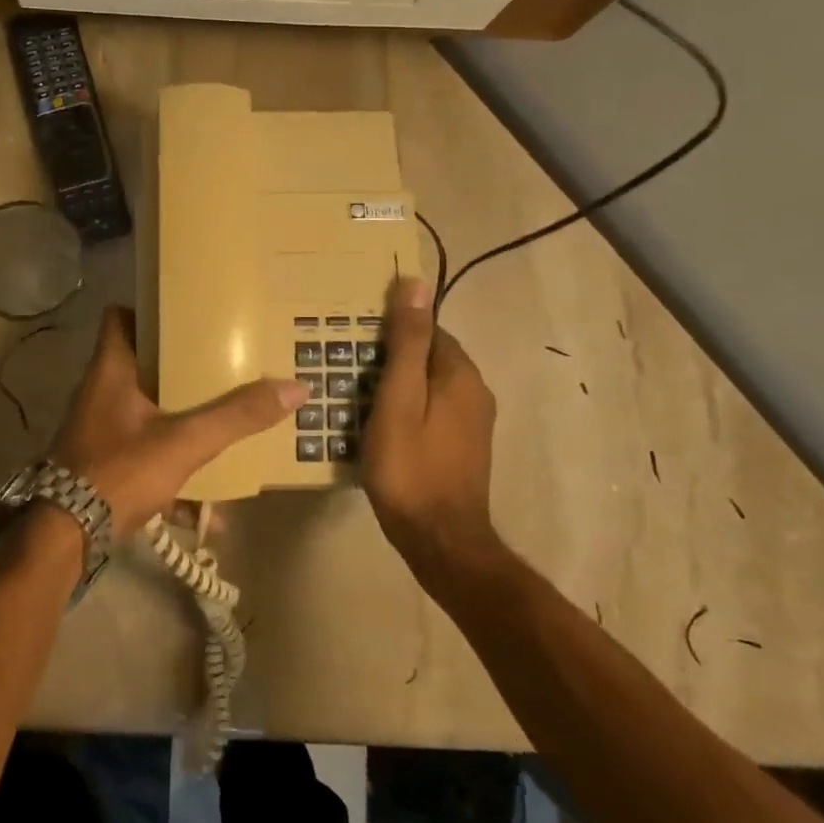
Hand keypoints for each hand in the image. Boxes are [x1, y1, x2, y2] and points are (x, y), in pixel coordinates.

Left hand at [50, 306, 305, 540]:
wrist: (65, 538)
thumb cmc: (119, 471)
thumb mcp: (184, 442)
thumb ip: (236, 417)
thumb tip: (294, 388)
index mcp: (111, 370)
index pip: (119, 316)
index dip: (150, 310)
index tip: (189, 315)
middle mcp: (101, 393)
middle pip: (143, 365)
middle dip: (182, 370)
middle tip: (222, 366)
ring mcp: (100, 430)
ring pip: (147, 413)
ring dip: (182, 424)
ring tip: (224, 427)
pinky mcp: (103, 464)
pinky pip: (145, 456)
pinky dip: (173, 473)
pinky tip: (206, 506)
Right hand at [361, 276, 503, 577]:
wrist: (440, 539)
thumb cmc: (410, 467)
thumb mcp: (397, 399)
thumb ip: (406, 343)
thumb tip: (415, 283)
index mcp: (460, 374)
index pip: (427, 329)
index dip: (392, 329)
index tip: (355, 338)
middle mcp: (475, 391)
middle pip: (429, 356)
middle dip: (392, 355)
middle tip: (348, 366)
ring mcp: (472, 422)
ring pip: (429, 384)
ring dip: (398, 383)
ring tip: (355, 392)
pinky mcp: (463, 446)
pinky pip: (432, 410)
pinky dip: (407, 407)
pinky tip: (379, 422)